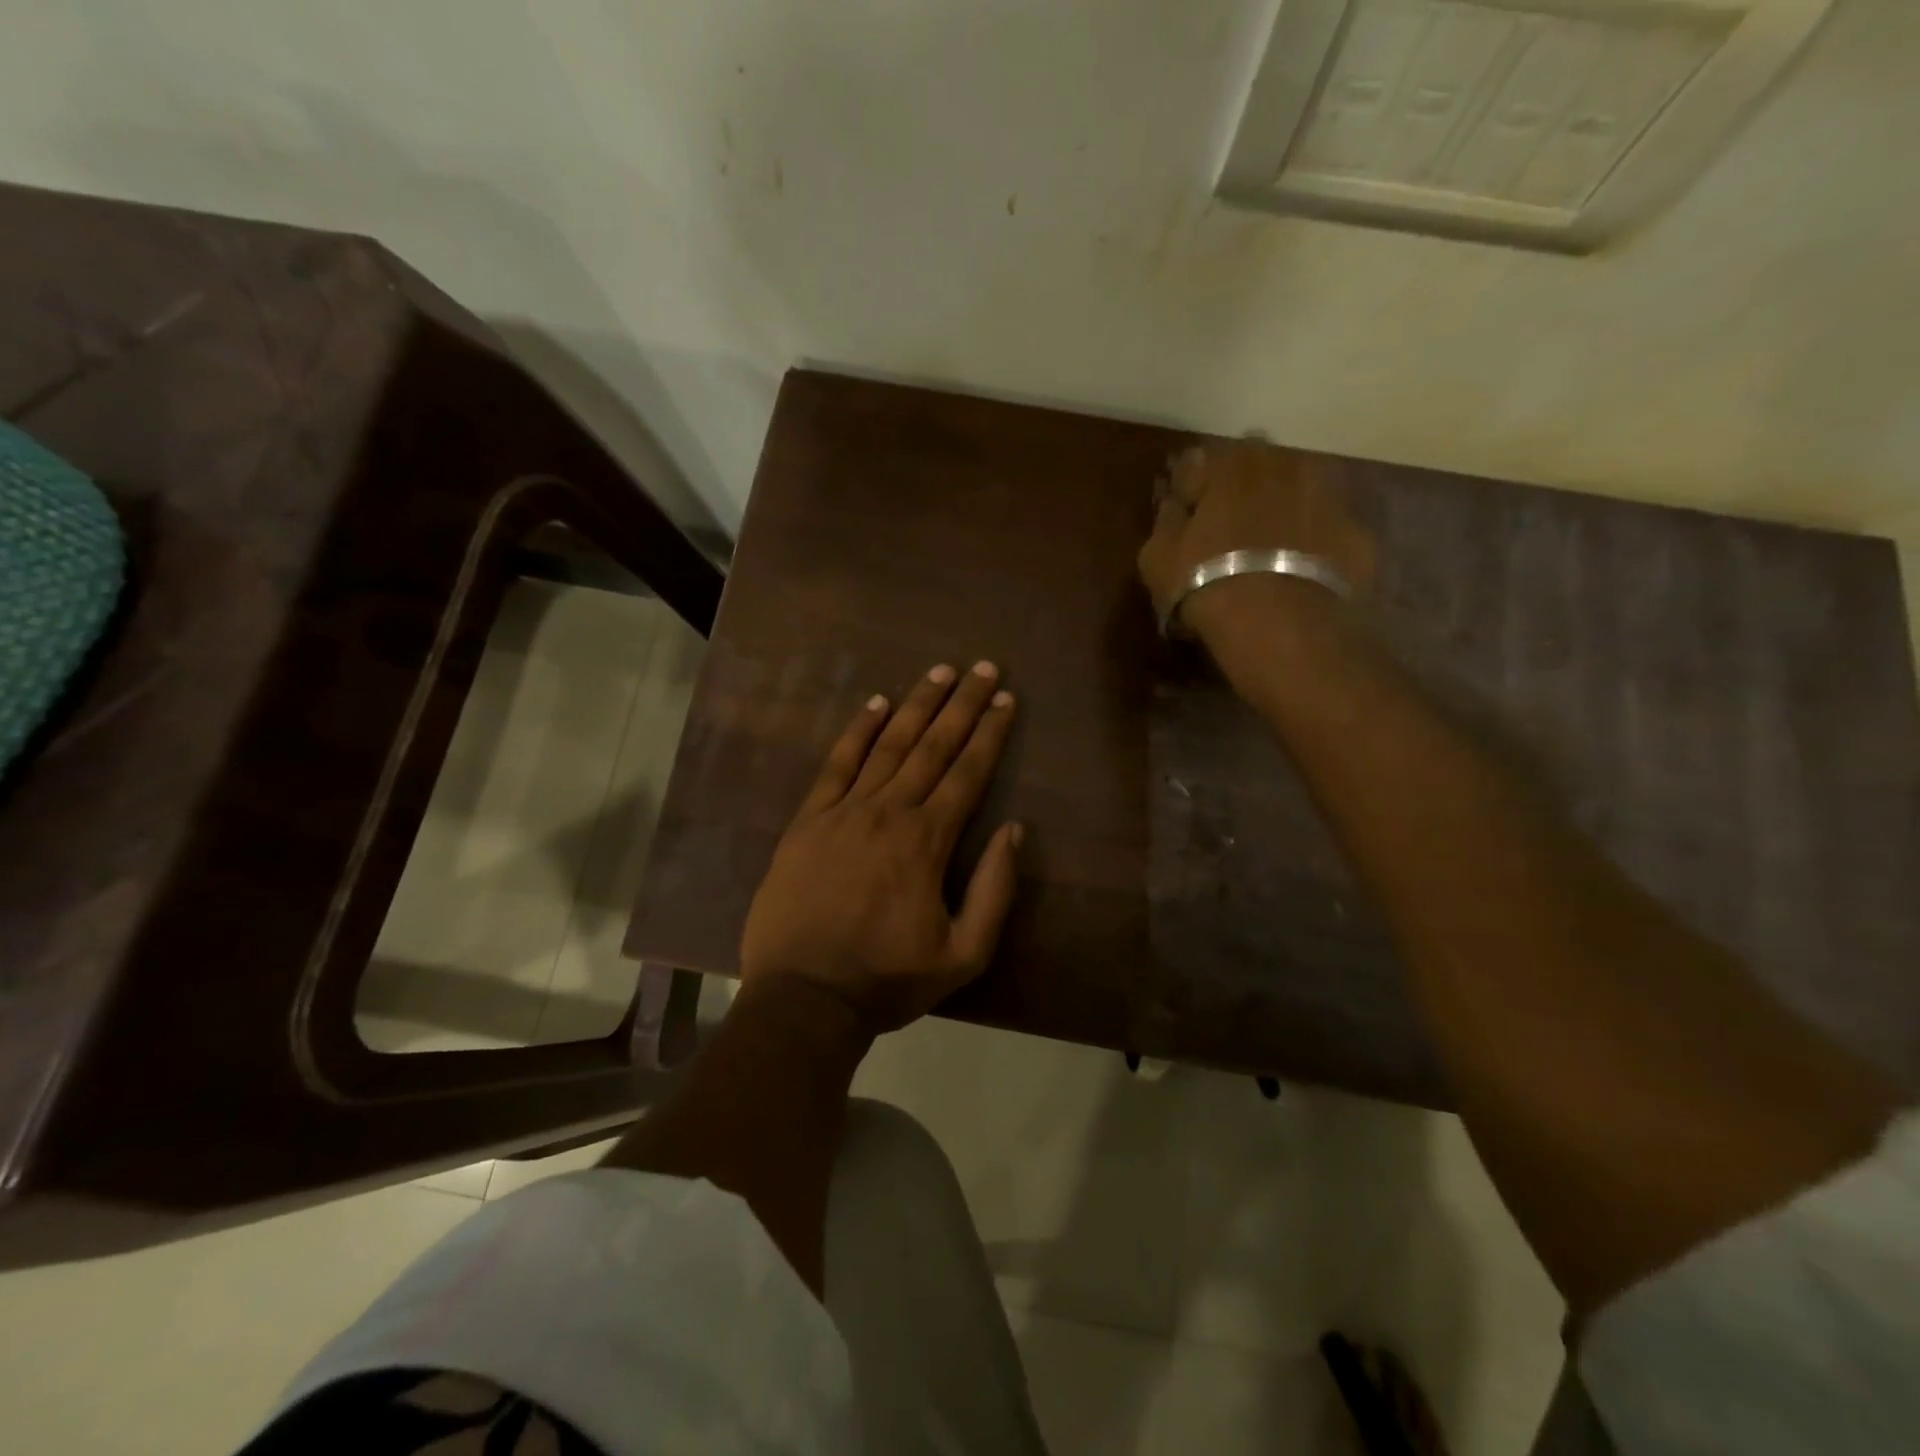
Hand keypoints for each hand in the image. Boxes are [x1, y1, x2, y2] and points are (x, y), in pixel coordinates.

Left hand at [739, 661, 1023, 1036]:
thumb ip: (994, 890)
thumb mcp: (963, 954)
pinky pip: (836, 764)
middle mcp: (889, 812)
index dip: (990, 733)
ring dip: (915, 705)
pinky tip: (874, 704)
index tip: (1006, 699)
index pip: (968, 773)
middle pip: (932, 746)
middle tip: (982, 667)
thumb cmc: (887, 979)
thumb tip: (1013, 830)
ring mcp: (843, 811)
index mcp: (927, 841)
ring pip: (887, 745)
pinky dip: (857, 731)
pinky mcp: (808, 820)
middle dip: (961, 704)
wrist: (804, 998)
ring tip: (939, 672)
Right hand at [1137, 441, 1375, 643]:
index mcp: (1231, 464)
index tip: (1185, 510)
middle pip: (1259, 469)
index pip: (1202, 463)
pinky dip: (1315, 543)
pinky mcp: (1357, 534)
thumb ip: (1167, 521)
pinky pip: (1328, 531)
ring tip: (1269, 547)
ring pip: (1300, 494)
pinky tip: (1300, 571)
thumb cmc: (1205, 581)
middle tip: (1230, 526)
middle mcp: (1284, 466)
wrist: (1279, 621)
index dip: (1192, 488)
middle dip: (1244, 489)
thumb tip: (1174, 503)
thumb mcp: (1159, 557)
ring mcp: (1328, 496)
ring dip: (1284, 510)